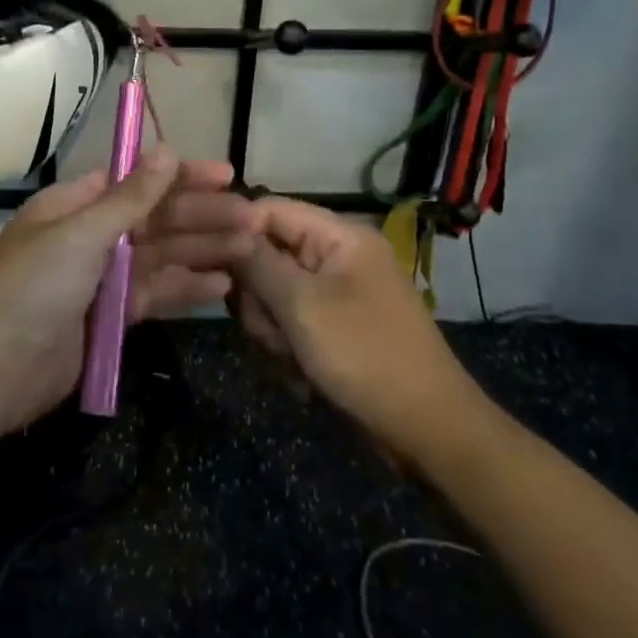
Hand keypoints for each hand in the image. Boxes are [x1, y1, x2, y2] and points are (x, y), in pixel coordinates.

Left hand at [0, 146, 257, 435]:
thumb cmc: (32, 288)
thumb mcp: (81, 234)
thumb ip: (130, 198)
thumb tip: (167, 150)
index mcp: (74, 205)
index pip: (136, 181)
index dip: (181, 176)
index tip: (226, 175)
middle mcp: (90, 236)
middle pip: (154, 219)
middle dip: (201, 217)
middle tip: (252, 219)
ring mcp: (101, 278)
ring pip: (160, 256)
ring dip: (202, 250)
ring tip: (249, 249)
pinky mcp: (110, 317)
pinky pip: (154, 294)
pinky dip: (185, 289)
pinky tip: (222, 286)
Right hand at [231, 197, 474, 451]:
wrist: (427, 428)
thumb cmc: (364, 355)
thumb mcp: (302, 305)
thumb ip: (257, 262)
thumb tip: (224, 230)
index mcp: (339, 235)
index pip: (270, 209)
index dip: (237, 232)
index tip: (211, 266)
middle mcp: (338, 255)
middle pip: (268, 254)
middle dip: (259, 296)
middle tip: (270, 329)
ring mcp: (338, 292)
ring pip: (275, 294)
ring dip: (273, 328)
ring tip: (291, 358)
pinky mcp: (337, 325)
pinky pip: (293, 321)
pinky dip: (290, 346)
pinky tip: (302, 374)